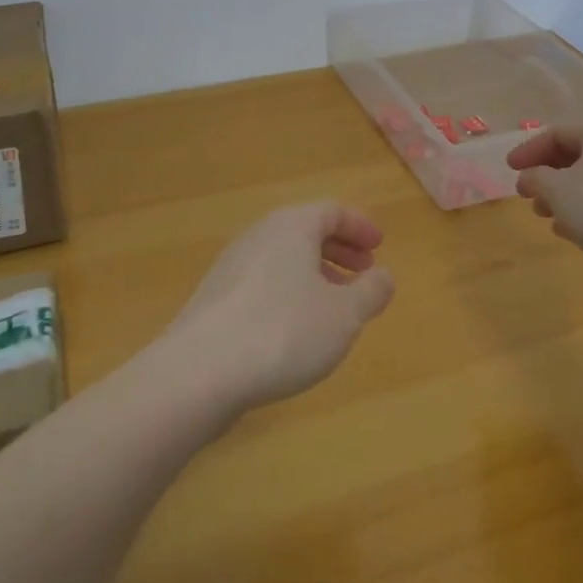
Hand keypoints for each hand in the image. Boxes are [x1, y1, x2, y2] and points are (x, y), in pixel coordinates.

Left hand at [166, 202, 395, 413]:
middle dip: (338, 249)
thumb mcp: (343, 315)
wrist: (199, 372)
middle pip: (305, 231)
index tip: (380, 247)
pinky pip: (263, 281)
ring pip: (283, 258)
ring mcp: (232, 265)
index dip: (359, 227)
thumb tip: (384, 275)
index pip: (331, 211)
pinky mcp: (215, 298)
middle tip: (363, 272)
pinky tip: (295, 329)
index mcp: (292, 226)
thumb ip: (370, 291)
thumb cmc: (283, 331)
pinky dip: (289, 292)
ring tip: (334, 306)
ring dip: (314, 273)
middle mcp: (259, 235)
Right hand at [507, 119, 582, 286]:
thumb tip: (530, 178)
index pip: (557, 132)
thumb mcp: (555, 189)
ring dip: (563, 193)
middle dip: (547, 174)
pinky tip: (569, 229)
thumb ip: (535, 178)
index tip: (510, 170)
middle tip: (526, 193)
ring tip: (544, 214)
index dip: (528, 150)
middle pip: (576, 154)